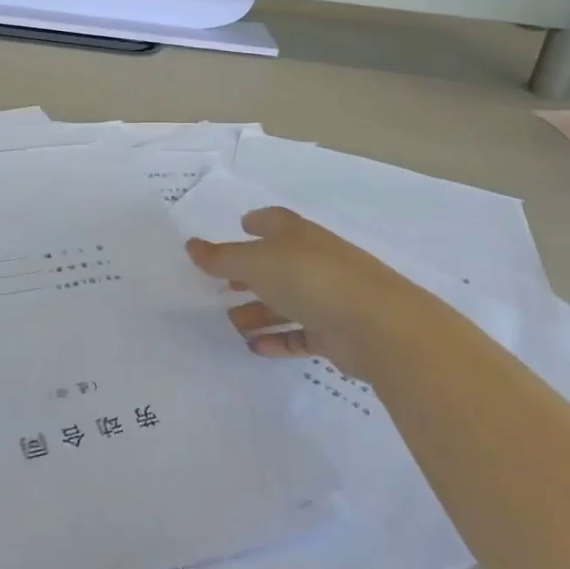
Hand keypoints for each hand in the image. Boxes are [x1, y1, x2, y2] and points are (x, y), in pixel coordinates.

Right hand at [186, 207, 407, 379]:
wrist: (379, 326)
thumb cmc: (309, 278)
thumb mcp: (255, 263)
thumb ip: (221, 258)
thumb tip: (190, 245)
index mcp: (296, 234)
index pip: (273, 221)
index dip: (255, 222)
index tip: (238, 227)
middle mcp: (313, 260)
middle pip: (276, 264)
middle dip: (249, 274)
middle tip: (221, 286)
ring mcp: (328, 297)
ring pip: (286, 301)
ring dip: (259, 311)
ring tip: (230, 324)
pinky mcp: (337, 333)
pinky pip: (300, 334)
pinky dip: (278, 339)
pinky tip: (254, 348)